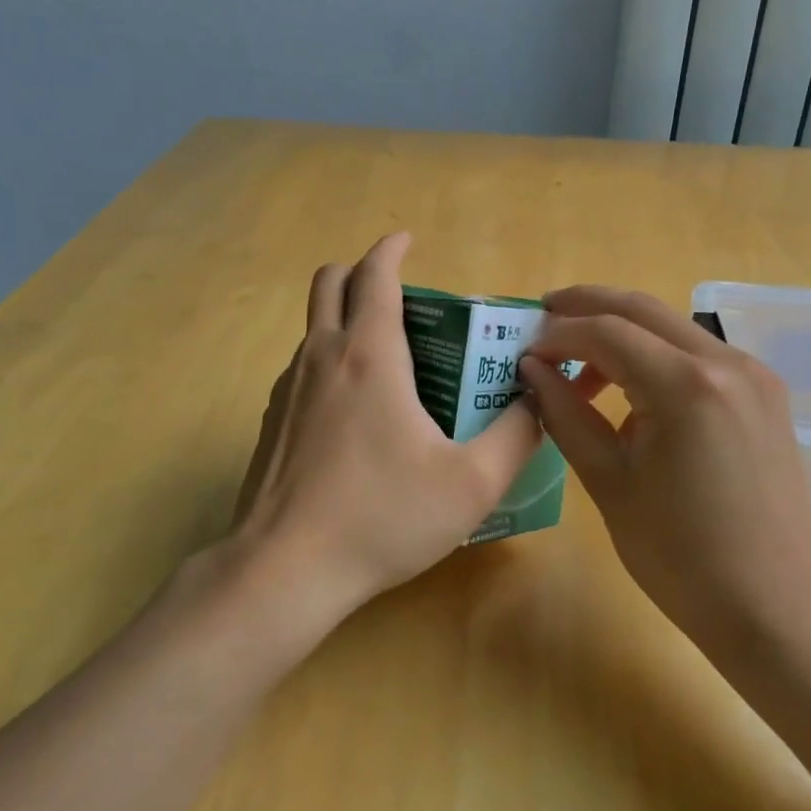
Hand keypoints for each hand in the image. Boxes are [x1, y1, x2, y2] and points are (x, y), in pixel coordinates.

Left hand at [229, 232, 542, 627]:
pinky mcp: (272, 421)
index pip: (375, 275)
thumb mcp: (471, 483)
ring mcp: (287, 388)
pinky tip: (355, 414)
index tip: (407, 240)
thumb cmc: (381, 517)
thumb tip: (538, 399)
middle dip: (361, 272)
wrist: (284, 570)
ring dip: (345, 319)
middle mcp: (322, 357)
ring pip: (313, 326)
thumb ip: (517, 435)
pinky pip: (302, 367)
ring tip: (388, 361)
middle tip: (401, 298)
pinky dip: (329, 361)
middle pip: (329, 282)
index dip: (392, 249)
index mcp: (369, 355)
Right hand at [519, 286, 810, 652]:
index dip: (558, 335)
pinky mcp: (764, 393)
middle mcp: (726, 362)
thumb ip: (566, 415)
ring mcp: (753, 374)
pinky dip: (656, 355)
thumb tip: (532, 370)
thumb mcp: (609, 484)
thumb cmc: (681, 556)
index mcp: (686, 386)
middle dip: (587, 306)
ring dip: (621, 331)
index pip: (606, 332)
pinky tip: (631, 389)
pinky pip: (697, 354)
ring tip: (578, 364)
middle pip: (642, 309)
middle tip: (543, 314)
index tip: (524, 352)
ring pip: (672, 327)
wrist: (774, 604)